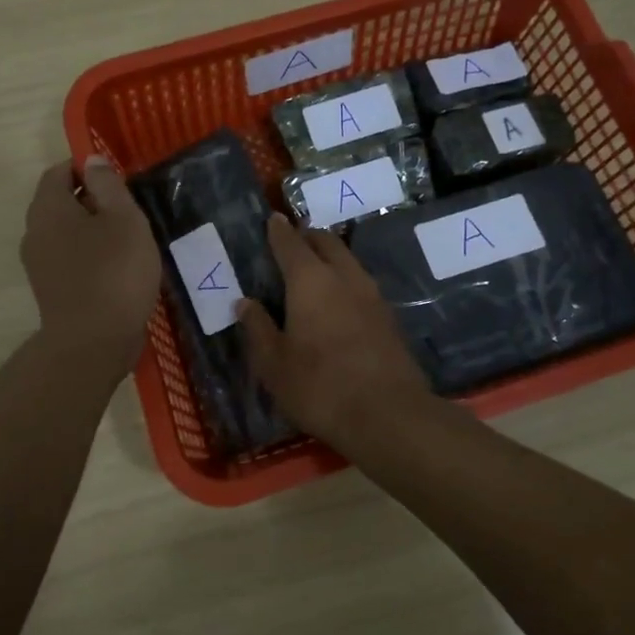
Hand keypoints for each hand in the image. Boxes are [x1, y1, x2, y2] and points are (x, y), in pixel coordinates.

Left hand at [21, 157, 162, 378]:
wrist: (94, 343)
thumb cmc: (114, 272)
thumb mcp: (124, 219)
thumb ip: (108, 185)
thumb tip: (91, 161)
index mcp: (49, 209)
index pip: (59, 172)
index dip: (87, 168)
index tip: (118, 179)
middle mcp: (35, 233)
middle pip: (61, 203)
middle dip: (93, 200)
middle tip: (129, 210)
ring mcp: (40, 265)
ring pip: (67, 233)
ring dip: (94, 231)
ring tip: (129, 241)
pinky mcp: (52, 291)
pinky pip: (71, 260)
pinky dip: (91, 257)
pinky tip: (119, 269)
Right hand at [237, 214, 434, 455]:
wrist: (388, 414)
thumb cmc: (319, 386)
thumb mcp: (274, 364)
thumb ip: (258, 328)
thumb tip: (246, 303)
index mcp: (310, 280)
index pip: (291, 243)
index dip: (278, 231)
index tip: (271, 220)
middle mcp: (344, 277)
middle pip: (326, 242)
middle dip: (307, 236)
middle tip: (292, 242)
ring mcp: (372, 295)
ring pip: (348, 261)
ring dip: (330, 257)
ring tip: (314, 269)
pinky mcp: (389, 316)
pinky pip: (361, 284)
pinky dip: (345, 280)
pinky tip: (338, 300)